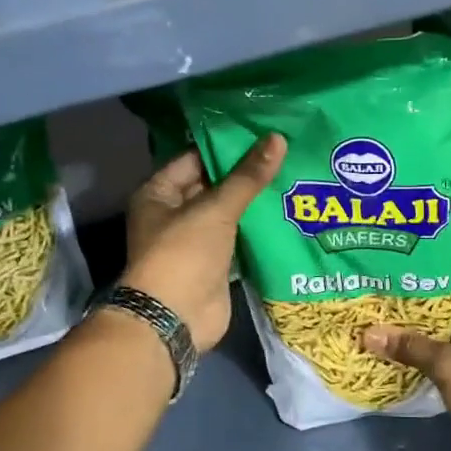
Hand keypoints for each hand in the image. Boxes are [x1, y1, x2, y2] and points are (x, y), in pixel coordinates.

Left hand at [121, 135, 283, 351]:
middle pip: (212, 185)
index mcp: (158, 194)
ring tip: (292, 175)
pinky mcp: (214, 264)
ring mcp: (194, 241)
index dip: (225, 145)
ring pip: (227, 213)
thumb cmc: (184, 253)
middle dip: (244, 173)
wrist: (176, 318)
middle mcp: (172, 214)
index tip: (261, 133)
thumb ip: (248, 177)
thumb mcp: (216, 209)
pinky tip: (286, 212)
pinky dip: (257, 228)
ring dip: (253, 201)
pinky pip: (238, 238)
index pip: (194, 158)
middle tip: (284, 152)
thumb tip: (277, 138)